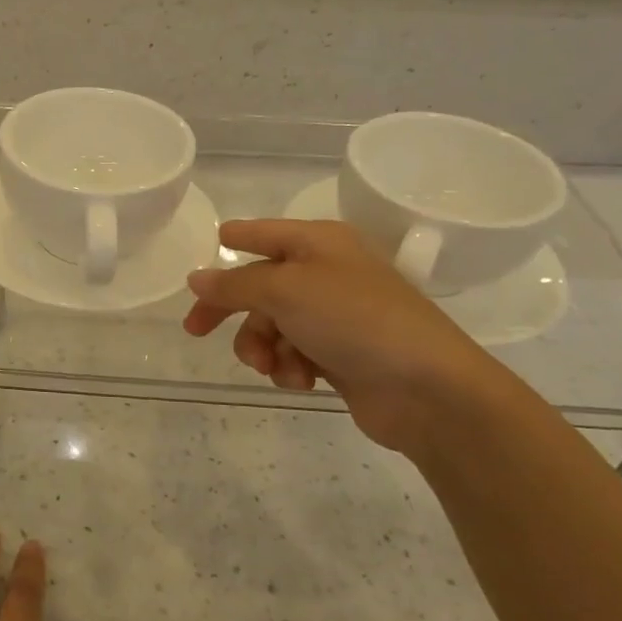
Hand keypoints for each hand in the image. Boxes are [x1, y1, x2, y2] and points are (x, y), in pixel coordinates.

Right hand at [183, 219, 516, 458]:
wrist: (426, 388)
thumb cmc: (354, 319)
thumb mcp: (285, 290)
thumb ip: (234, 284)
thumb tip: (196, 278)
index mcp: (318, 243)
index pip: (263, 233)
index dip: (233, 240)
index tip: (204, 255)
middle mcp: (326, 273)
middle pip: (259, 286)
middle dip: (233, 312)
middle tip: (195, 331)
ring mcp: (334, 316)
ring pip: (272, 325)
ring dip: (262, 347)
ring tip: (272, 366)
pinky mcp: (339, 355)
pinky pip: (293, 354)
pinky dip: (289, 367)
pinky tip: (300, 380)